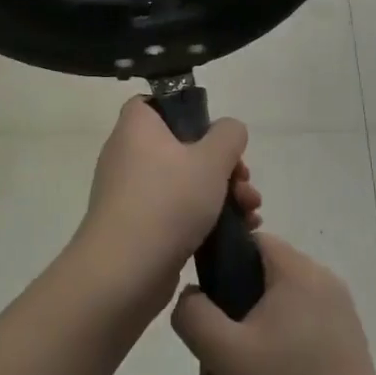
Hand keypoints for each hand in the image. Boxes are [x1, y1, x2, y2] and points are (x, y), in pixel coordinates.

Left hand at [66, 97, 260, 324]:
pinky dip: (205, 216)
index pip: (155, 103)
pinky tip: (239, 231)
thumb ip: (228, 135)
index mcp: (137, 127)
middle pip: (182, 146)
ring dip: (222, 193)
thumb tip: (229, 129)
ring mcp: (131, 193)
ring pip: (184, 181)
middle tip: (244, 182)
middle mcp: (128, 154)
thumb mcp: (211, 160)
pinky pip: (176, 210)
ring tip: (250, 212)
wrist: (124, 271)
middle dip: (222, 165)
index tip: (215, 133)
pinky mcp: (139, 226)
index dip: (187, 111)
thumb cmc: (167, 202)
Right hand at [170, 233, 375, 374]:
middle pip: (254, 294)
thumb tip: (191, 297)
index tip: (201, 314)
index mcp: (299, 273)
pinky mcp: (340, 355)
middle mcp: (321, 287)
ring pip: (268, 330)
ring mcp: (334, 322)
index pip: (249, 243)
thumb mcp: (224, 354)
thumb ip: (193, 314)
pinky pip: (291, 351)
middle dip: (224, 341)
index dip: (216, 270)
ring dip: (240, 369)